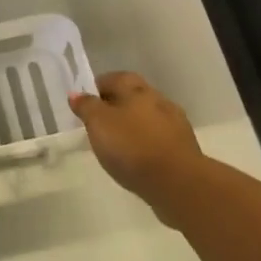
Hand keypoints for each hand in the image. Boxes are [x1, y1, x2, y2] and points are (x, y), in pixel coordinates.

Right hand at [70, 71, 204, 220]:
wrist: (178, 182)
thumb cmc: (132, 146)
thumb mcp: (99, 124)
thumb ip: (87, 106)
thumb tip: (76, 93)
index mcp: (138, 90)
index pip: (116, 78)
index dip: (99, 86)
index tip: (86, 101)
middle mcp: (159, 100)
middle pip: (134, 97)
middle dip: (116, 105)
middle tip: (98, 122)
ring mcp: (175, 125)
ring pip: (148, 118)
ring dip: (133, 125)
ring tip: (116, 143)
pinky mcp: (183, 148)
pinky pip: (158, 139)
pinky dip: (145, 143)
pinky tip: (136, 158)